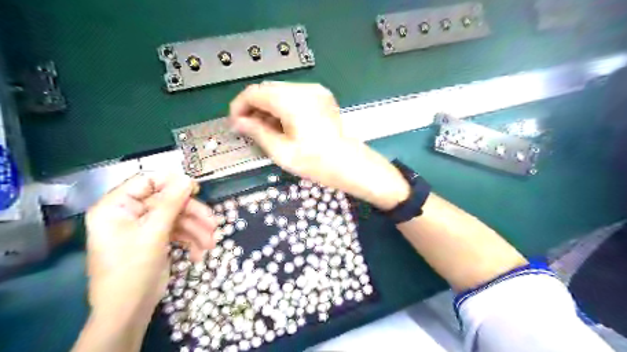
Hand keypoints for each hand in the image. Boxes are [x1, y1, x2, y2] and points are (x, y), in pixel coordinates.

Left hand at [85, 174, 216, 321]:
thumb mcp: (153, 233)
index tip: (196, 189)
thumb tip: (187, 178)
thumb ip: (170, 203)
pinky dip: (190, 241)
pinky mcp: (156, 240)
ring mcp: (144, 227)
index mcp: (116, 207)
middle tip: (213, 223)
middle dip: (192, 215)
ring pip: (177, 218)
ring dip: (196, 230)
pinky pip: (177, 232)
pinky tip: (198, 254)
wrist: (129, 310)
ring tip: (211, 244)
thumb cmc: (132, 269)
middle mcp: (129, 213)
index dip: (172, 183)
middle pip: (168, 202)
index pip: (146, 182)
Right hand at [229, 81, 412, 208]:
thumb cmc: (316, 162)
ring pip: (280, 91)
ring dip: (268, 107)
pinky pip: (294, 95)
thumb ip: (257, 132)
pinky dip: (283, 106)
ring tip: (266, 129)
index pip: (254, 92)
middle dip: (253, 107)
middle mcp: (303, 89)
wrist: (349, 164)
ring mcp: (315, 91)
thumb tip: (238, 122)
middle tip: (249, 128)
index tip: (235, 123)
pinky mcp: (322, 96)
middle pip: (267, 89)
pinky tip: (283, 124)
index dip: (239, 106)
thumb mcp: (281, 151)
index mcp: (291, 100)